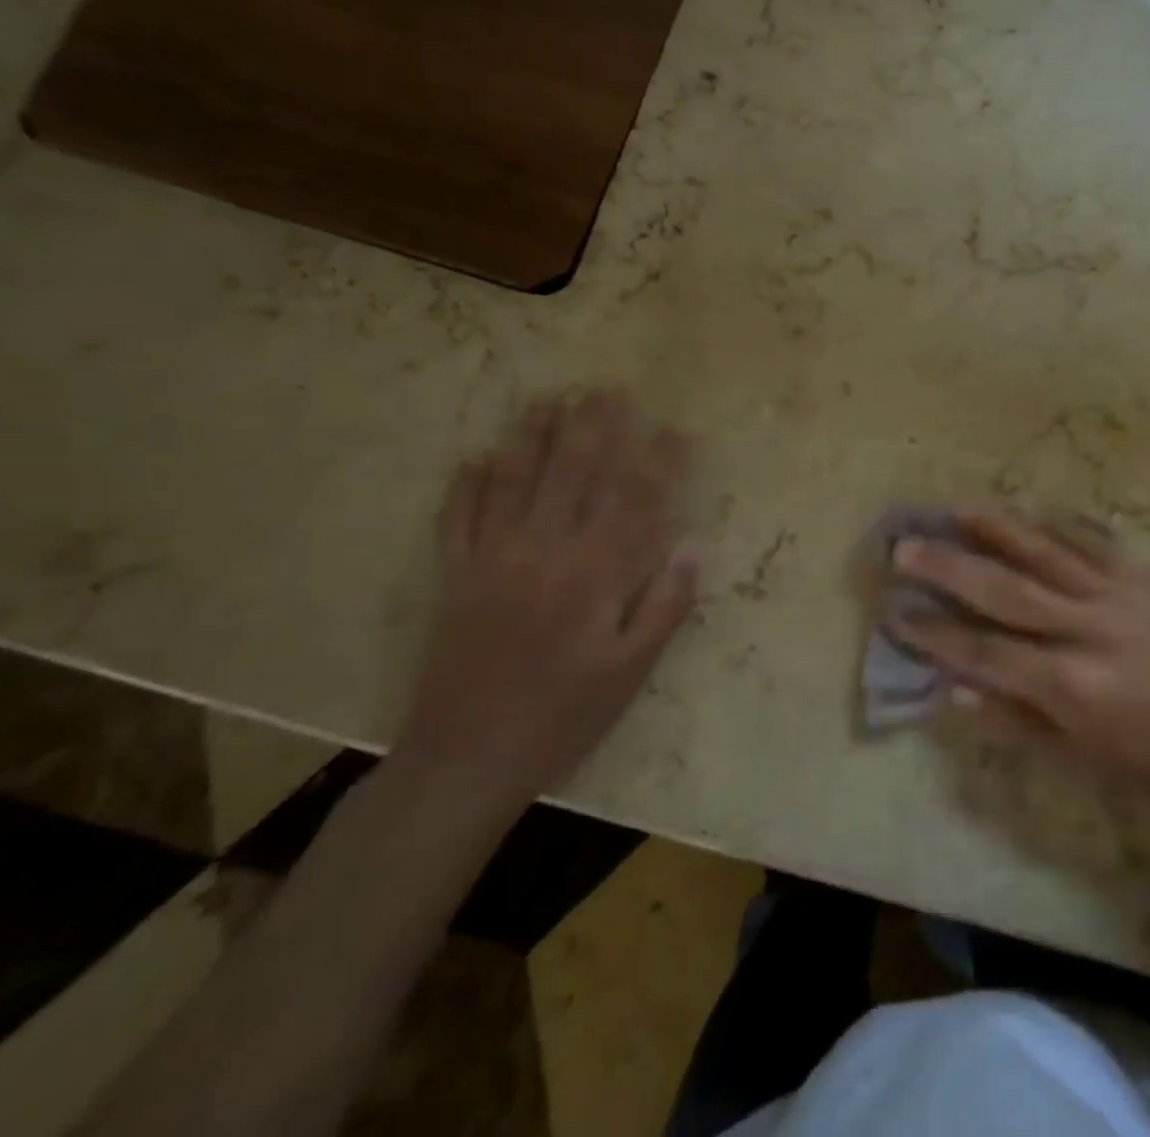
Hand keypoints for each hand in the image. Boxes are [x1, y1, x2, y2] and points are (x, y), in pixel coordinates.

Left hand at [395, 391, 698, 811]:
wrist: (466, 759)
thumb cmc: (563, 717)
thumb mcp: (629, 673)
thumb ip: (663, 606)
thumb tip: (694, 548)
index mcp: (592, 575)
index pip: (634, 502)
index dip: (660, 462)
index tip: (679, 430)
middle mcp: (544, 552)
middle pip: (573, 475)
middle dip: (594, 428)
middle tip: (608, 389)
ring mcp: (493, 560)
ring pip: (515, 483)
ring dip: (534, 437)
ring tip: (549, 398)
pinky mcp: (455, 578)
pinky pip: (458, 518)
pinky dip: (467, 484)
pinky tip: (477, 455)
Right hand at [890, 508, 1149, 810]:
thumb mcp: (1080, 758)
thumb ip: (1015, 720)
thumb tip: (954, 689)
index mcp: (1071, 682)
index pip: (985, 650)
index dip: (936, 633)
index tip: (896, 611)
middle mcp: (1088, 628)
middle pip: (1005, 589)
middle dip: (949, 567)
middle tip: (906, 546)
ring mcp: (1118, 596)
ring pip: (1046, 552)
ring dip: (997, 528)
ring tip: (956, 508)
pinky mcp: (1144, 580)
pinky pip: (1097, 541)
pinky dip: (1064, 523)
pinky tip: (1036, 508)